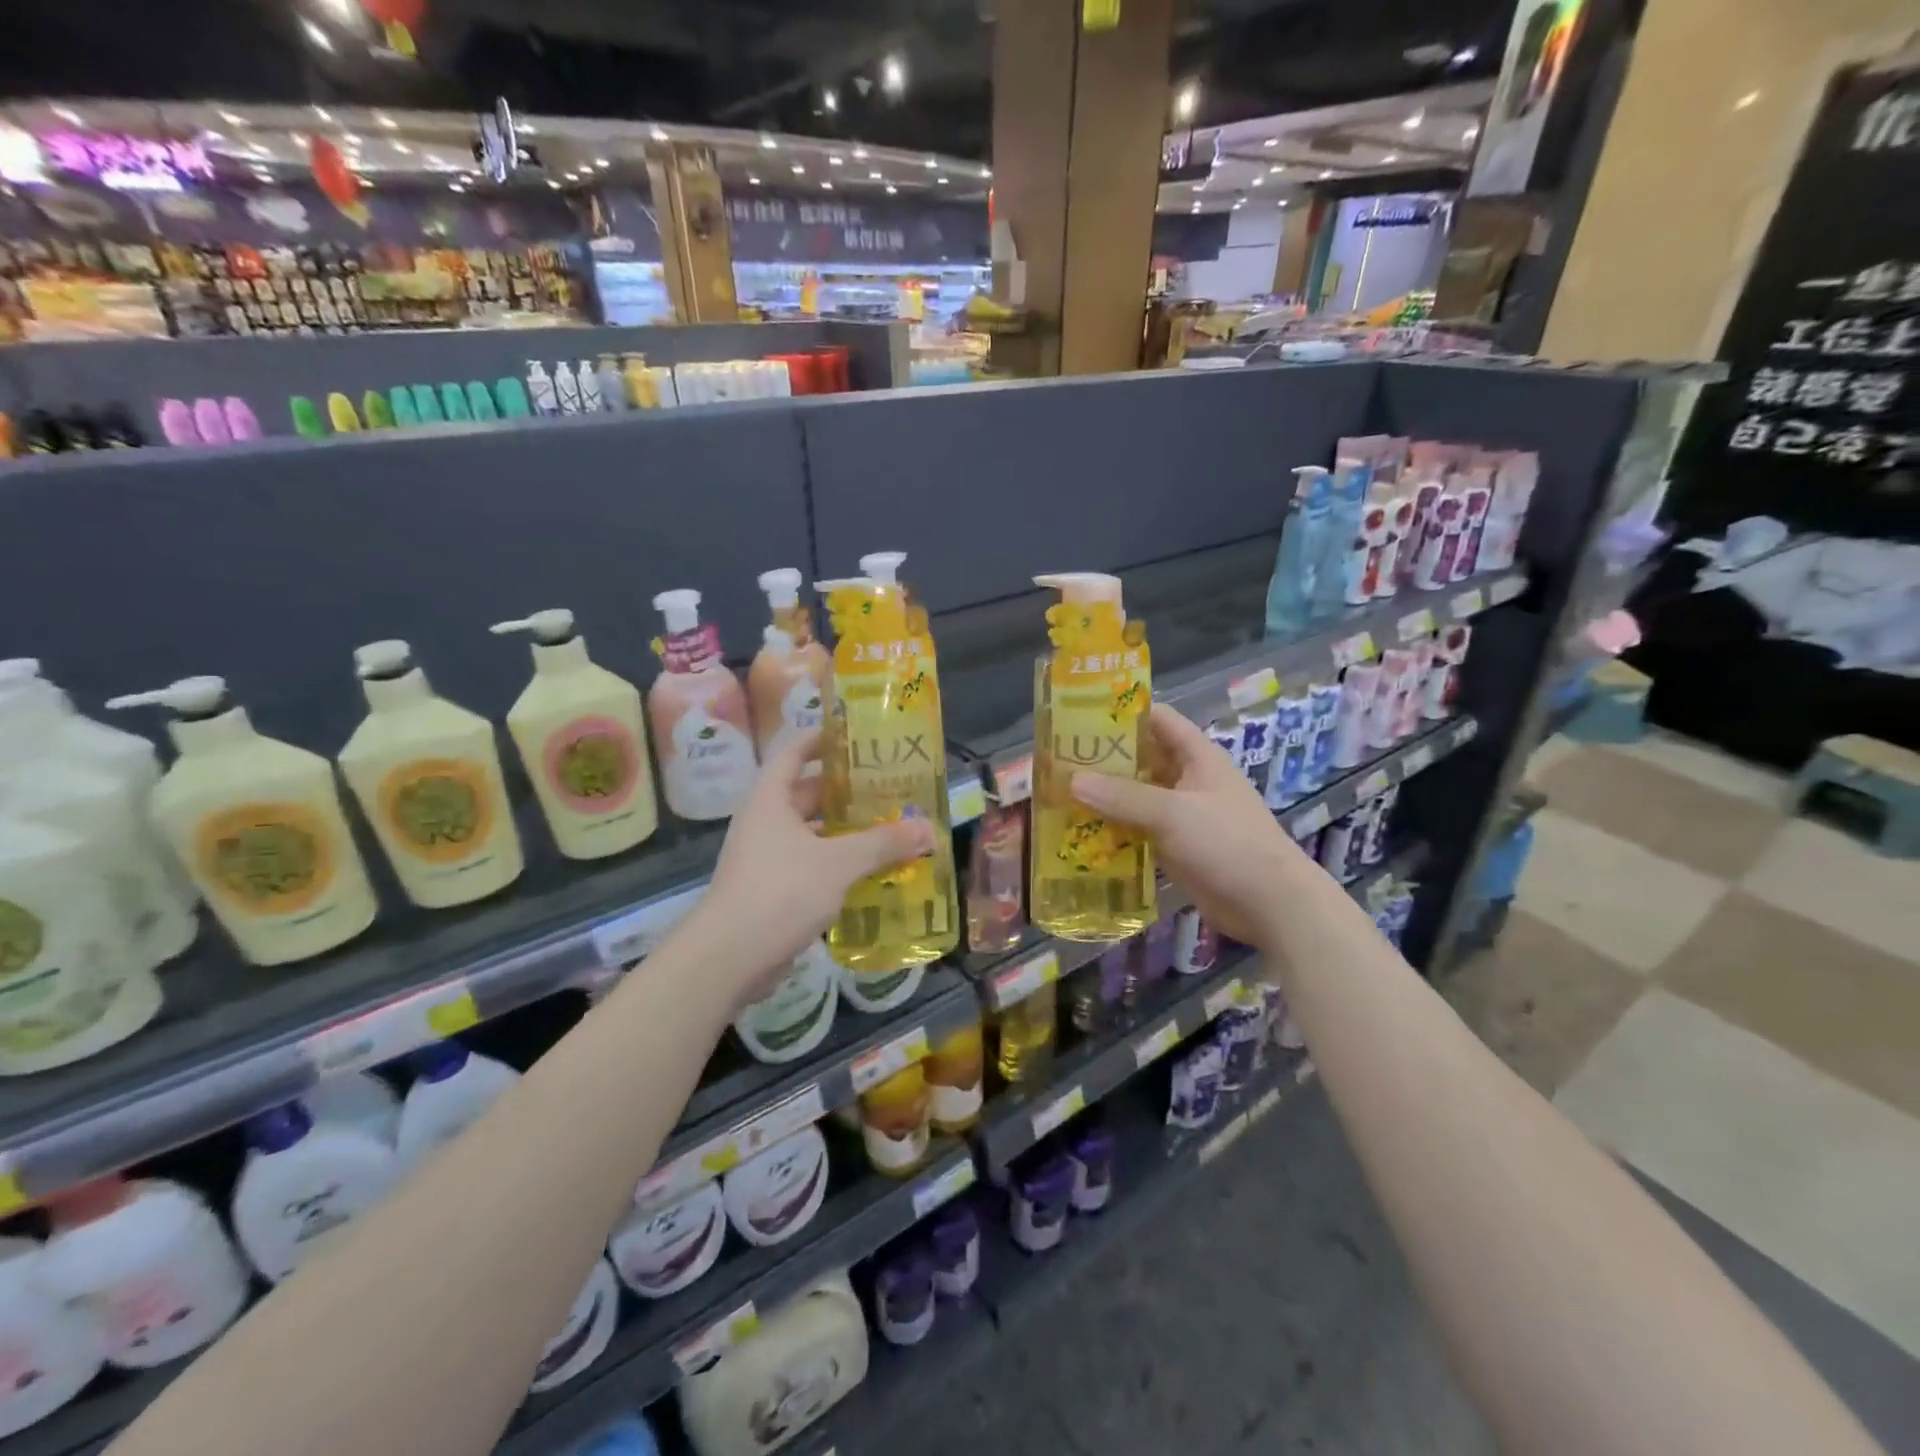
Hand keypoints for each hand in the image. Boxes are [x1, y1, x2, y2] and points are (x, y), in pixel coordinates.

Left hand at [681, 733, 935, 1005]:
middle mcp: (764, 823)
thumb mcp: (839, 862)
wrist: (730, 958)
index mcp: (770, 801)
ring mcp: (765, 859)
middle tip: (887, 788)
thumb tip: (928, 829)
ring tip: (887, 828)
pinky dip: (836, 865)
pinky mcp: (771, 891)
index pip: (792, 754)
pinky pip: (809, 866)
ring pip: (811, 835)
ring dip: (844, 832)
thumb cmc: (781, 891)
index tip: (852, 737)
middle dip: (844, 793)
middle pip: (806, 796)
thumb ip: (883, 843)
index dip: (819, 741)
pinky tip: (869, 873)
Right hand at [1073, 703, 1313, 946]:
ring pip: (1136, 795)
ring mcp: (1182, 814)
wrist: (1270, 904)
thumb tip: (1071, 780)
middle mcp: (1188, 779)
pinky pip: (1138, 828)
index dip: (1122, 712)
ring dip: (1105, 795)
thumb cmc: (1227, 843)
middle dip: (1103, 758)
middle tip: (1057, 759)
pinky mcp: (1175, 845)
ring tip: (1058, 793)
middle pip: (1141, 758)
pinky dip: (1113, 827)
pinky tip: (1080, 831)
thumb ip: (1122, 796)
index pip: (1157, 719)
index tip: (1079, 714)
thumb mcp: (1173, 813)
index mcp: (1197, 756)